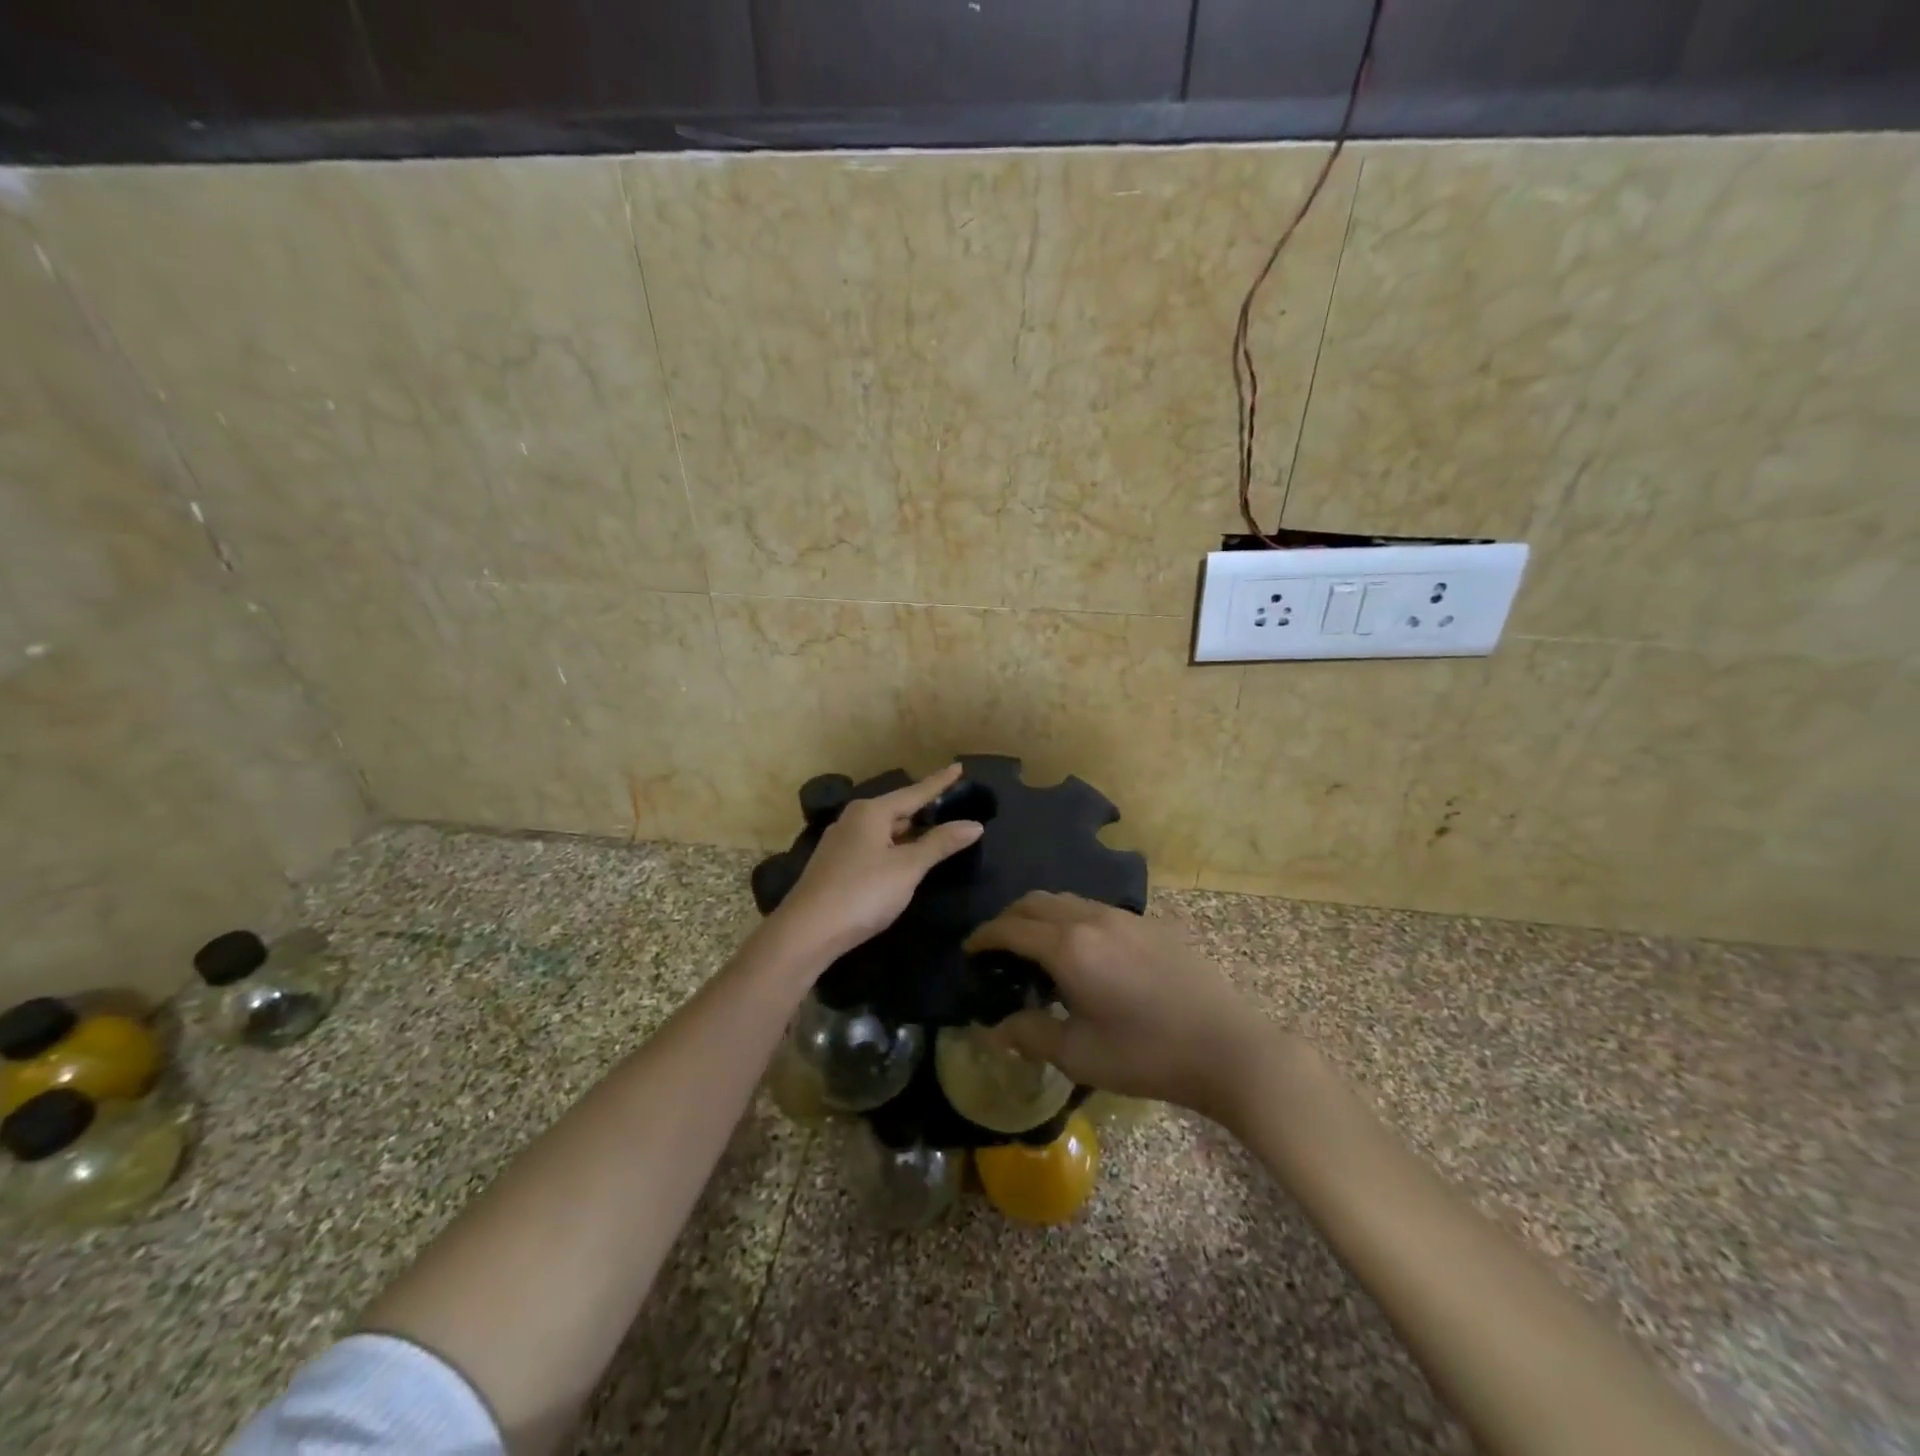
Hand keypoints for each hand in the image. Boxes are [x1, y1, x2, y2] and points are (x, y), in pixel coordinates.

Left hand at [769, 764, 984, 961]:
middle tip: (950, 804)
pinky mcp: (834, 865)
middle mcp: (853, 819)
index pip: (914, 792)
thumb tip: (974, 824)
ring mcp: (840, 842)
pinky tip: (901, 857)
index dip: (939, 783)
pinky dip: (893, 846)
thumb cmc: (863, 892)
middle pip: (897, 808)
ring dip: (908, 830)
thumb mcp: (908, 867)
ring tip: (932, 830)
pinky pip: (873, 845)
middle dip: (923, 808)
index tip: (959, 767)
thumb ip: (940, 844)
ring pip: (883, 829)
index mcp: (871, 812)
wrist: (807, 931)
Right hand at [964, 891, 1274, 1123]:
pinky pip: (1096, 908)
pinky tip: (1083, 953)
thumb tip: (992, 1029)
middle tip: (996, 948)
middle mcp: (1092, 918)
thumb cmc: (1146, 1054)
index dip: (984, 936)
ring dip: (1041, 915)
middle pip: (1036, 901)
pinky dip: (1072, 919)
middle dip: (1009, 918)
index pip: (1010, 927)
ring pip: (1067, 900)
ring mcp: (1125, 917)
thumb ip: (1030, 1034)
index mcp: (1069, 946)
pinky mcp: (1150, 924)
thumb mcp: (1079, 1054)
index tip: (968, 950)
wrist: (1227, 1047)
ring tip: (1036, 949)